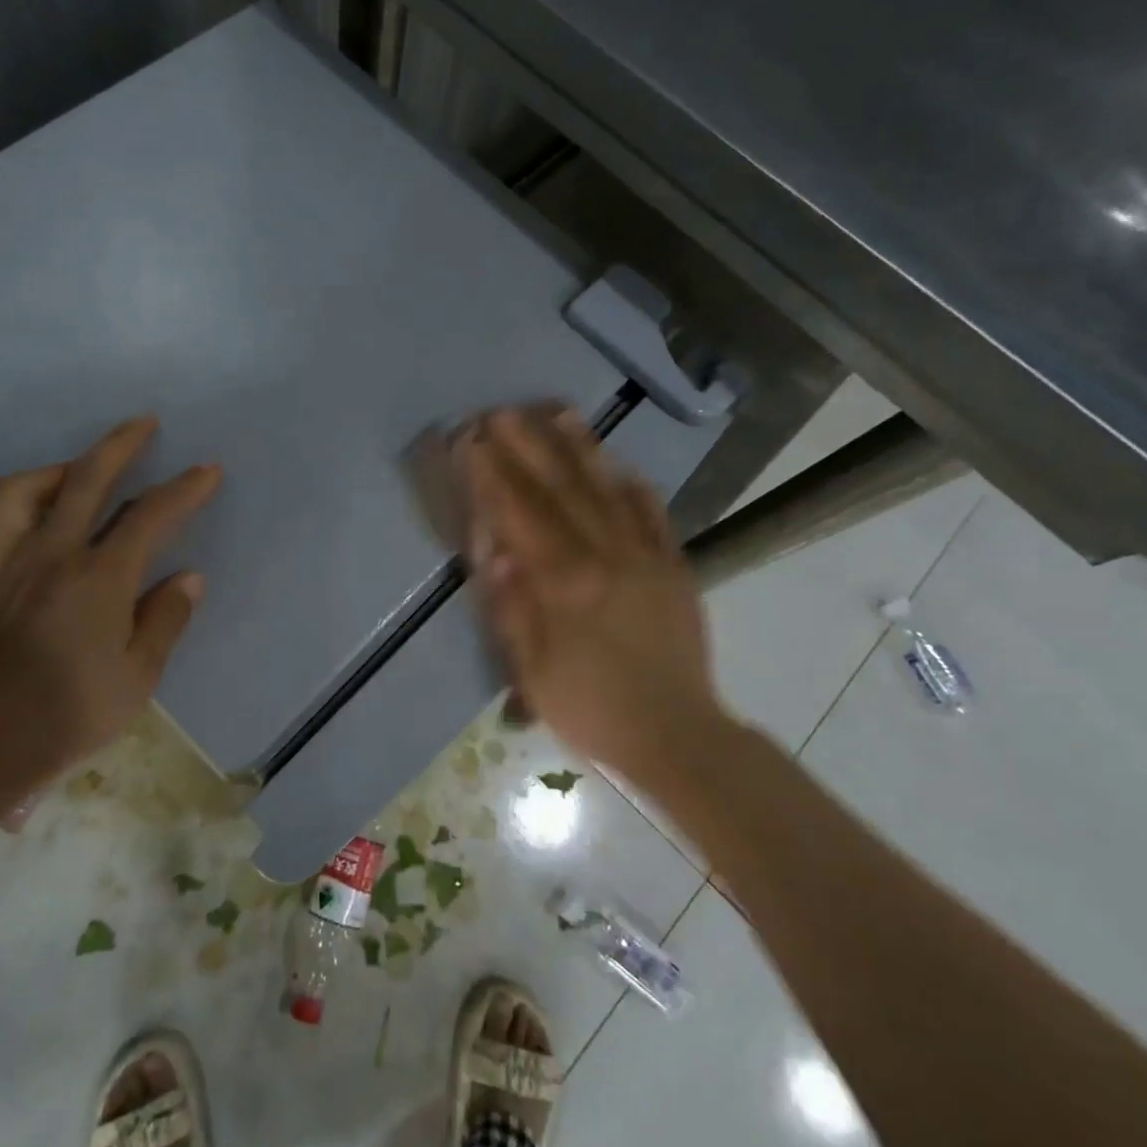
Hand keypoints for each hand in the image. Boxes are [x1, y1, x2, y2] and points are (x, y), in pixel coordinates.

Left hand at [0, 416, 219, 802]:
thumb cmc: (70, 714)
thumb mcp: (138, 676)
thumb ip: (165, 620)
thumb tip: (188, 578)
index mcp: (100, 578)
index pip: (151, 517)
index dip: (184, 489)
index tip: (207, 470)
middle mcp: (50, 556)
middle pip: (85, 481)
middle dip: (119, 446)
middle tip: (142, 423)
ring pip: (14, 495)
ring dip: (46, 473)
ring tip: (67, 472)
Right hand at [460, 408, 728, 778]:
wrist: (676, 735)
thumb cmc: (591, 708)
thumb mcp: (533, 671)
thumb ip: (510, 608)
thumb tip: (492, 550)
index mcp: (562, 583)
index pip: (518, 514)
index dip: (490, 475)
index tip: (470, 441)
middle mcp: (604, 555)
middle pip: (559, 489)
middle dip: (526, 446)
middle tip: (501, 412)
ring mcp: (644, 556)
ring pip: (606, 489)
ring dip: (579, 448)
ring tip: (557, 411)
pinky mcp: (674, 566)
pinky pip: (652, 514)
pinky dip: (633, 485)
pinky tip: (618, 464)